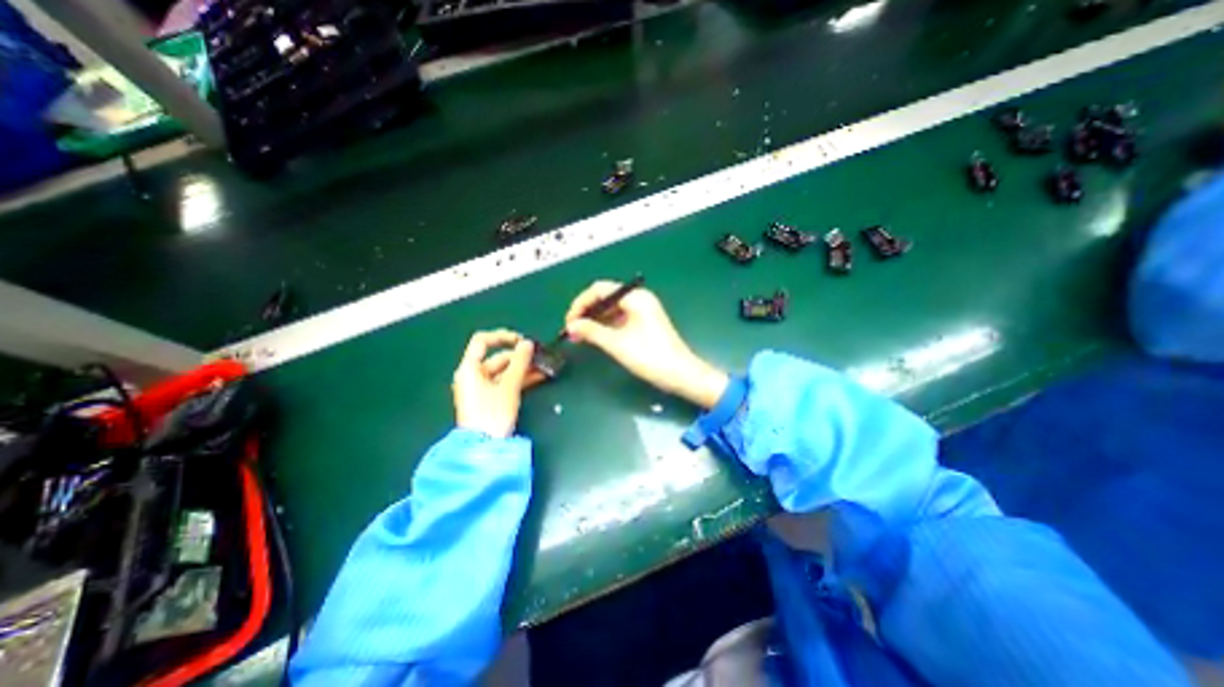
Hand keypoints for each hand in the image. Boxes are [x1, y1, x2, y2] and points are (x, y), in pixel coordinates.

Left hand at [455, 330, 539, 436]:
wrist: (484, 448)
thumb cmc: (493, 414)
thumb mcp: (509, 386)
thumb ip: (520, 363)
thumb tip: (527, 343)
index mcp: (470, 369)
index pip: (482, 341)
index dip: (503, 336)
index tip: (522, 341)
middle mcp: (473, 375)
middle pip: (497, 358)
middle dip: (520, 357)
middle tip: (540, 357)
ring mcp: (480, 388)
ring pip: (504, 371)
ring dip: (523, 369)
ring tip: (544, 368)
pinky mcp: (489, 399)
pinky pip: (505, 383)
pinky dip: (520, 379)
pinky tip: (538, 378)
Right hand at [564, 279, 724, 406]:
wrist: (680, 374)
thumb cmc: (650, 356)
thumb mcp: (617, 344)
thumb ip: (592, 331)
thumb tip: (571, 325)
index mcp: (635, 297)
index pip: (600, 289)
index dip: (581, 303)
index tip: (569, 320)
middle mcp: (639, 299)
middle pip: (605, 298)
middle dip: (587, 312)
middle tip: (571, 330)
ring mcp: (642, 311)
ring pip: (611, 309)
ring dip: (595, 320)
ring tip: (579, 335)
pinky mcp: (644, 323)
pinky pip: (619, 318)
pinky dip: (606, 326)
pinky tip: (595, 337)